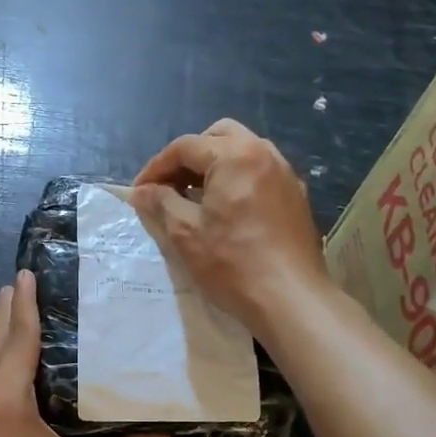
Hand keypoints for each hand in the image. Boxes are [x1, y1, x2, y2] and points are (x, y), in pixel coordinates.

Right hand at [131, 118, 329, 335]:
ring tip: (194, 199)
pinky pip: (259, 173)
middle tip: (170, 187)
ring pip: (242, 152)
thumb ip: (161, 203)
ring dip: (214, 167)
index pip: (185, 147)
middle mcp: (264, 154)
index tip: (139, 192)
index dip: (156, 167)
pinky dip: (236, 181)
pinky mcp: (296, 197)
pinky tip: (225, 212)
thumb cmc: (232, 263)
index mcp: (235, 156)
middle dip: (189, 157)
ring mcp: (285, 174)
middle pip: (218, 137)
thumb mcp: (185, 233)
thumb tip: (142, 191)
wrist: (291, 299)